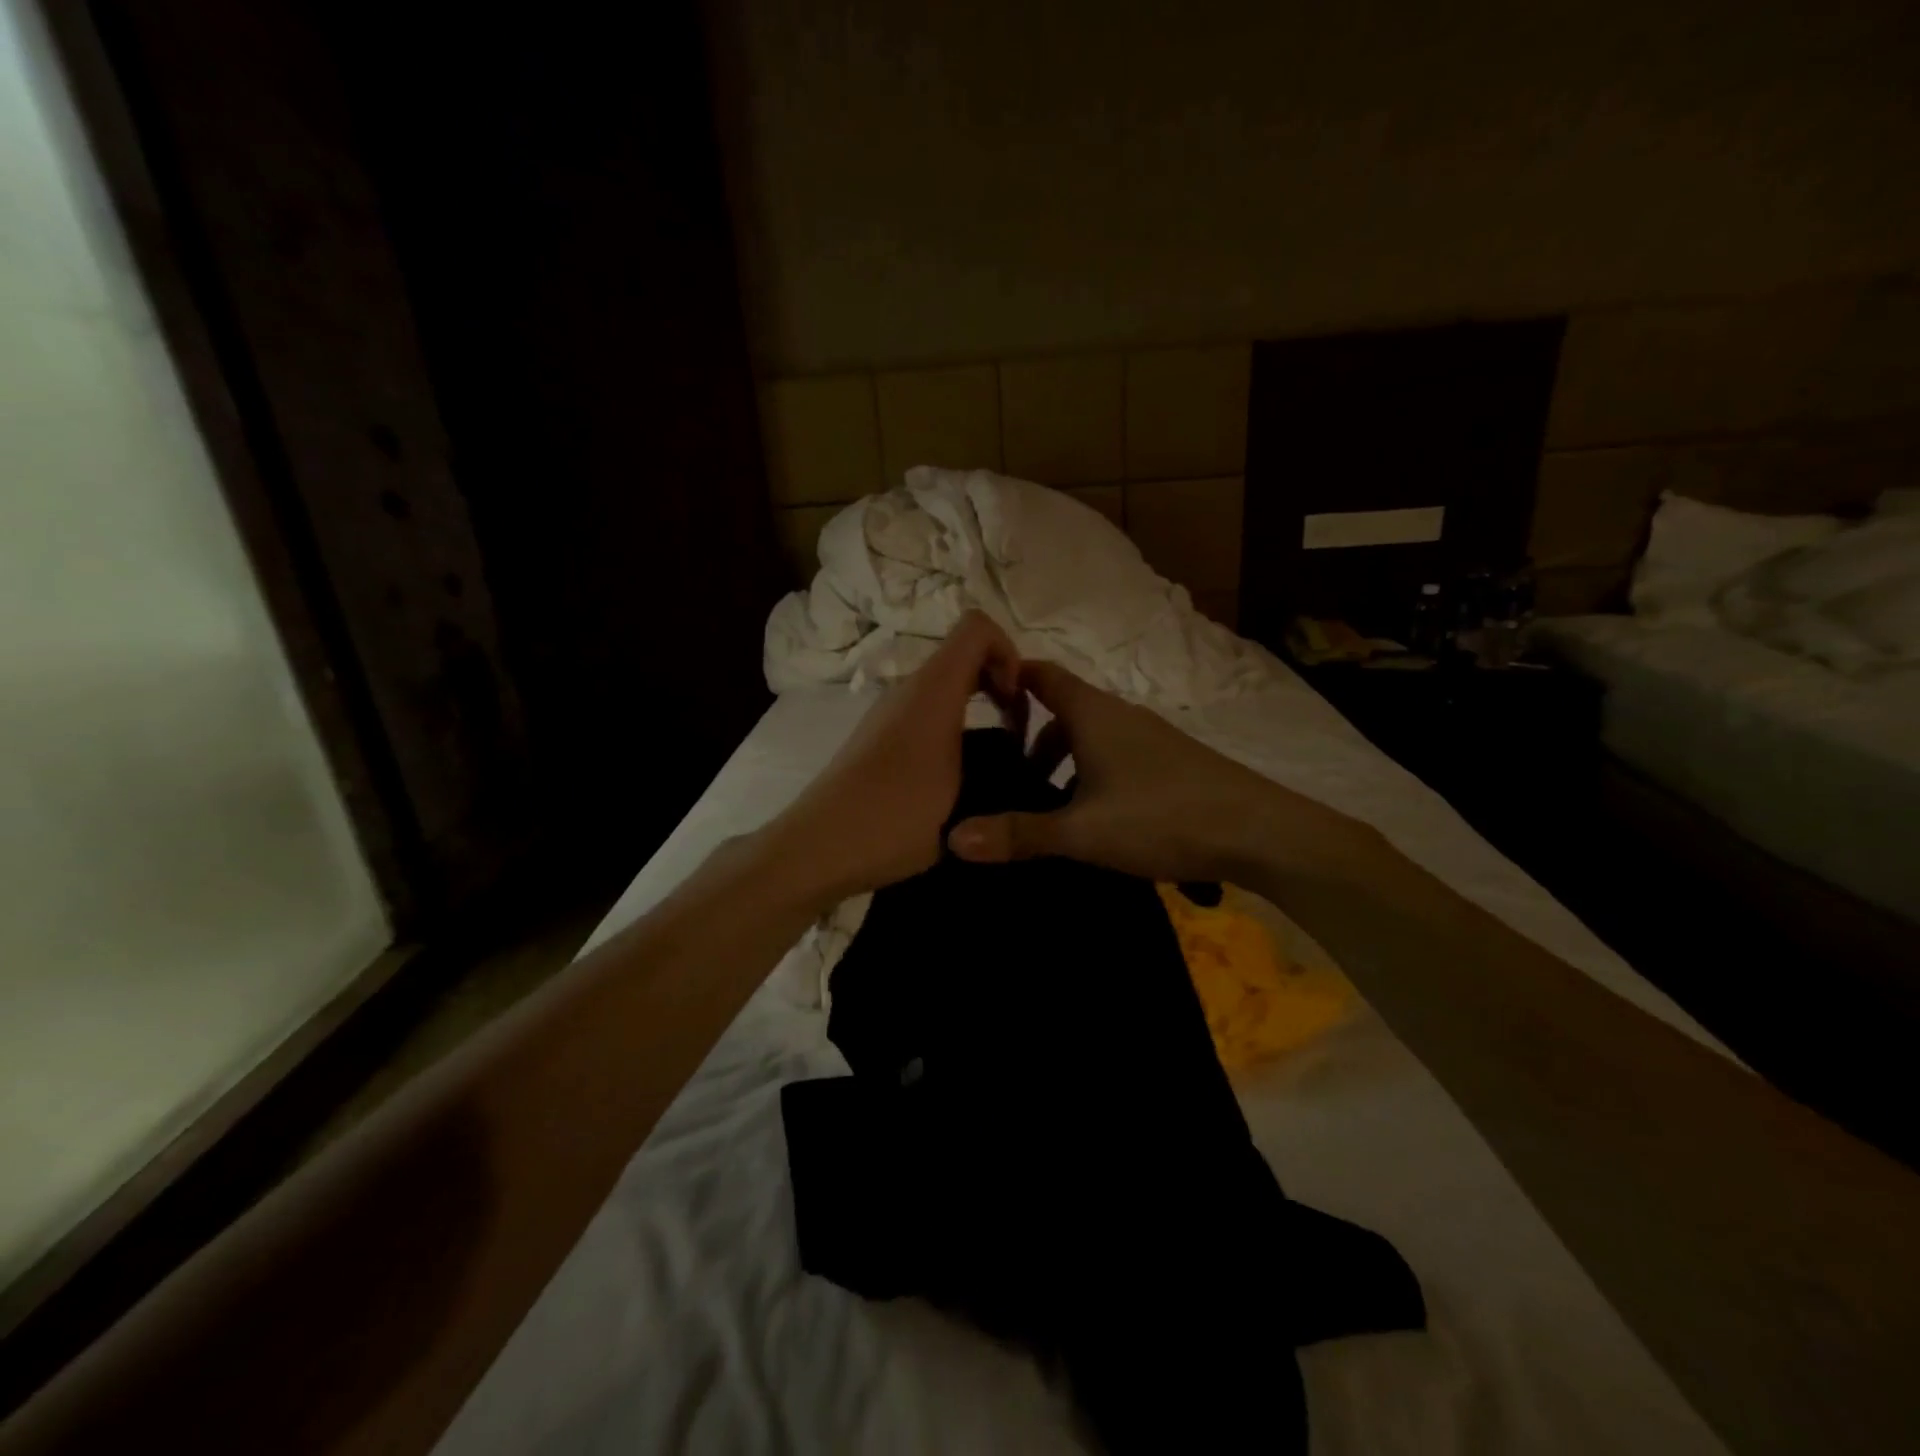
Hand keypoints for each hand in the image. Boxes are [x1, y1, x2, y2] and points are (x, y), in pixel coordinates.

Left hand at [767, 611, 1024, 904]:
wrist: (819, 847)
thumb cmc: (896, 816)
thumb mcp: (965, 794)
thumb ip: (998, 764)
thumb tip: (1017, 756)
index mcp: (933, 689)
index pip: (977, 627)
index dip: (1009, 651)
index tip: (1018, 702)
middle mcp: (908, 689)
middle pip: (963, 655)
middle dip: (999, 682)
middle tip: (1017, 731)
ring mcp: (889, 712)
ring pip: (944, 686)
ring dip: (977, 707)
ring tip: (993, 757)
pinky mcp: (877, 737)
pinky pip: (925, 710)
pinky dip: (952, 725)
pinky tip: (957, 772)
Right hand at [946, 661, 1377, 890]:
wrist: (1260, 831)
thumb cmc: (1162, 817)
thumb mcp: (1082, 832)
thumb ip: (1019, 834)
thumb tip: (952, 838)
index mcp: (1093, 714)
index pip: (1041, 674)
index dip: (1009, 679)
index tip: (977, 703)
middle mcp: (1120, 715)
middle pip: (1063, 711)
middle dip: (1031, 739)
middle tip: (1006, 778)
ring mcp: (1150, 737)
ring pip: (1091, 737)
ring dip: (1064, 763)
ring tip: (1048, 808)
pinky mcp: (1171, 761)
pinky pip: (1116, 756)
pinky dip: (1093, 775)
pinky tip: (1097, 819)